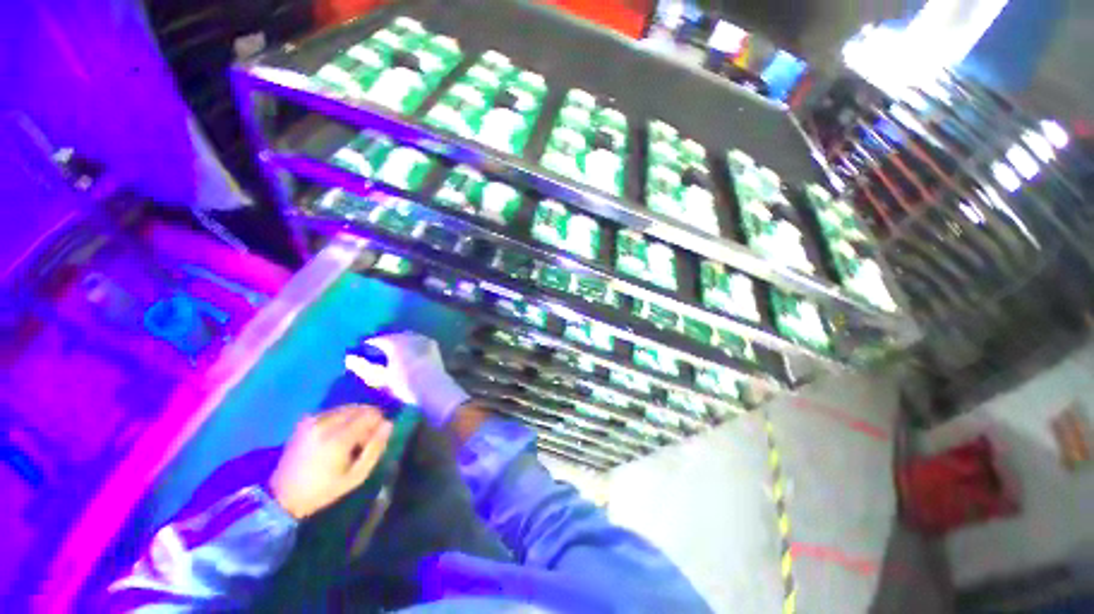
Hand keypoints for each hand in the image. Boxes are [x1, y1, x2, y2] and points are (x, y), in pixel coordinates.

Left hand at [269, 405, 392, 519]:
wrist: (282, 495)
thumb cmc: (323, 489)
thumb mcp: (356, 476)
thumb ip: (375, 448)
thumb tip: (388, 424)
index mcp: (338, 438)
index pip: (370, 414)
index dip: (379, 422)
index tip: (376, 437)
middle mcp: (325, 423)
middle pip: (359, 408)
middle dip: (368, 419)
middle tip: (364, 438)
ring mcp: (313, 420)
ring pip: (347, 408)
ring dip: (355, 418)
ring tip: (350, 437)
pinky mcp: (306, 420)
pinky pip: (334, 411)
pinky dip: (342, 418)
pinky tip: (337, 434)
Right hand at [345, 332, 468, 427]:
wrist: (434, 388)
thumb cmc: (405, 384)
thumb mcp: (381, 378)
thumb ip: (364, 368)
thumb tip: (349, 358)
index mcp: (394, 342)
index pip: (377, 340)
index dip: (368, 345)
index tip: (363, 351)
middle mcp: (409, 336)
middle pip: (393, 336)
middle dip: (385, 342)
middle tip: (378, 352)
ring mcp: (423, 340)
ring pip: (408, 337)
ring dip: (400, 342)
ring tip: (394, 353)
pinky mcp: (433, 347)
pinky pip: (419, 341)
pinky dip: (413, 345)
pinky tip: (411, 353)